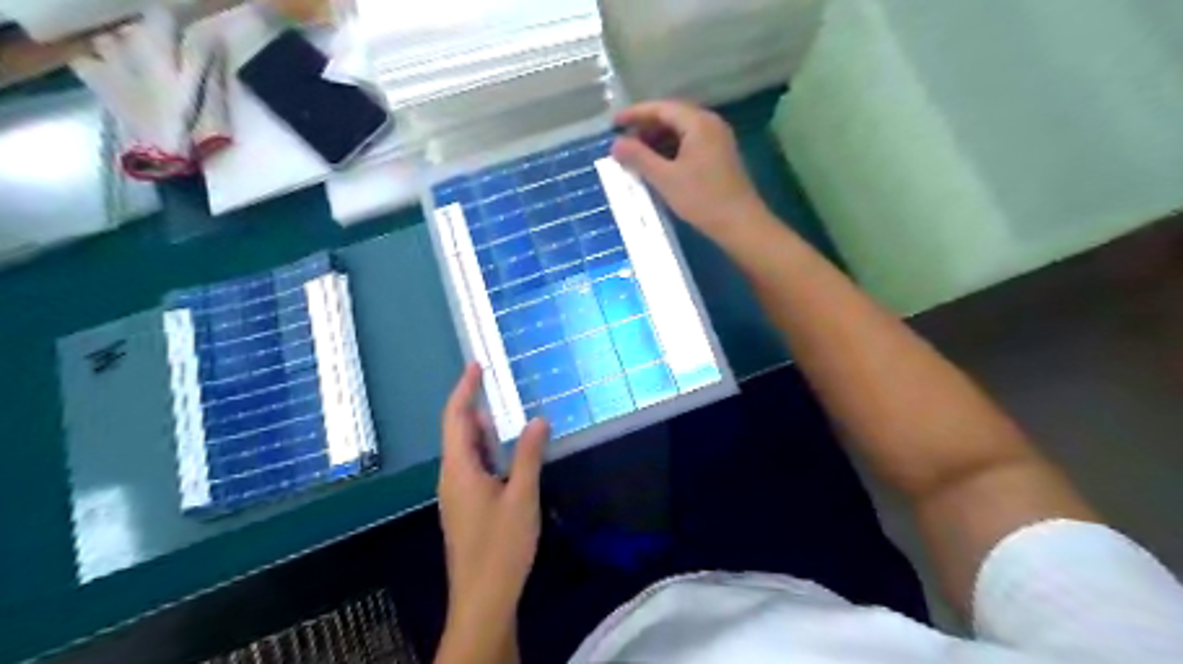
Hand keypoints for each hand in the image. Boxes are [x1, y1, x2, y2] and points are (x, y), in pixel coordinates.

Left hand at [436, 363, 546, 626]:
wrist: (484, 598)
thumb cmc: (501, 546)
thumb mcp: (522, 496)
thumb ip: (529, 455)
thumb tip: (538, 420)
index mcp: (459, 469)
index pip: (457, 418)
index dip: (465, 389)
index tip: (476, 366)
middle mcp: (452, 477)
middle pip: (459, 432)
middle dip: (476, 406)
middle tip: (498, 385)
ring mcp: (457, 494)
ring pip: (468, 452)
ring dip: (485, 431)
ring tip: (507, 415)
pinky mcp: (466, 507)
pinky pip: (474, 468)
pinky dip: (489, 452)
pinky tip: (508, 454)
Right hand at [609, 100, 768, 239]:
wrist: (740, 224)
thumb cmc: (702, 199)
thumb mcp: (665, 179)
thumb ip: (639, 158)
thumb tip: (615, 143)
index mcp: (698, 123)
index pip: (661, 108)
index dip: (635, 113)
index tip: (614, 123)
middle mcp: (710, 124)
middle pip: (672, 117)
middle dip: (646, 127)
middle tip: (623, 141)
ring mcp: (717, 141)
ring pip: (681, 132)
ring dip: (657, 140)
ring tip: (636, 156)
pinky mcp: (719, 157)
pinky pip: (690, 144)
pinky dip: (670, 150)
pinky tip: (658, 166)